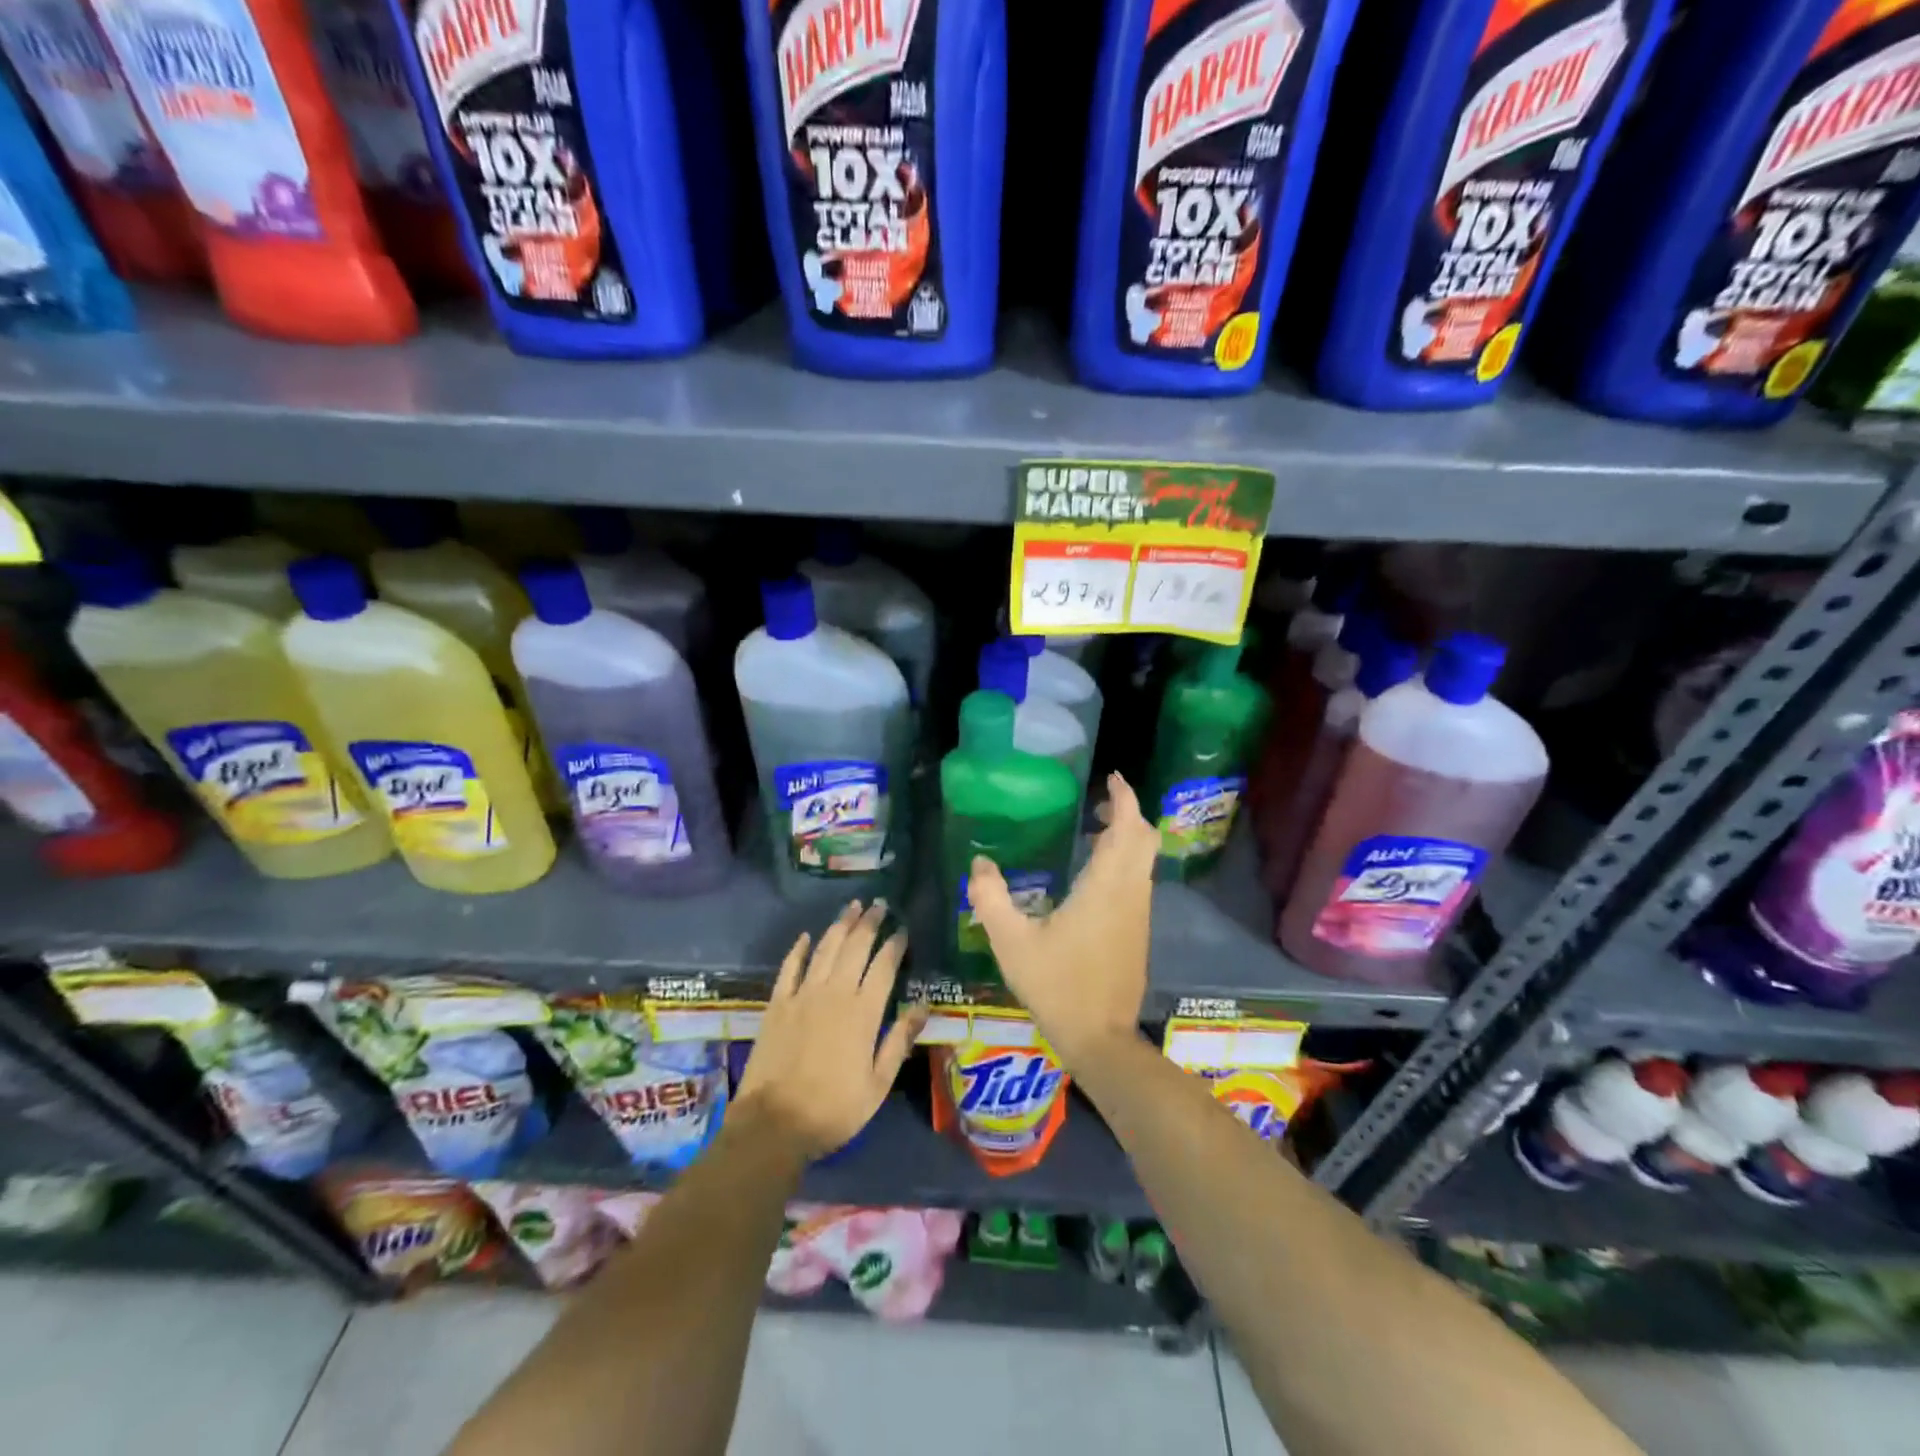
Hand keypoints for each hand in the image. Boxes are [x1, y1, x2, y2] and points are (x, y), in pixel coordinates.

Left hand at [734, 900, 927, 1158]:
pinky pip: (790, 967)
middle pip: (855, 947)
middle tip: (879, 904)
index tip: (902, 928)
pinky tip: (806, 936)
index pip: (884, 966)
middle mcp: (834, 993)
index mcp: (863, 1012)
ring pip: (825, 949)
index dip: (894, 944)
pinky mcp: (777, 1003)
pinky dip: (799, 949)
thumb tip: (922, 1006)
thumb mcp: (878, 1084)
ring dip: (840, 925)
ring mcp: (802, 995)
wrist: (772, 1124)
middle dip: (869, 923)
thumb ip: (899, 1041)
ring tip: (852, 907)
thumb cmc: (833, 1109)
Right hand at [966, 772, 1156, 1066]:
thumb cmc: (1057, 985)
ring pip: (1145, 861)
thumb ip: (991, 898)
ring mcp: (1139, 913)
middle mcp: (1130, 893)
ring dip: (1127, 838)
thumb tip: (980, 863)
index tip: (1113, 778)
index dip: (1124, 798)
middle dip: (1128, 813)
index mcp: (1105, 887)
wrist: (1101, 1038)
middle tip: (1099, 803)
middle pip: (1144, 839)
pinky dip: (1125, 862)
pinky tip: (1094, 876)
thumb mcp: (1011, 942)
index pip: (1127, 828)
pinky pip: (1139, 881)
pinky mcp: (1138, 931)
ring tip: (1093, 832)